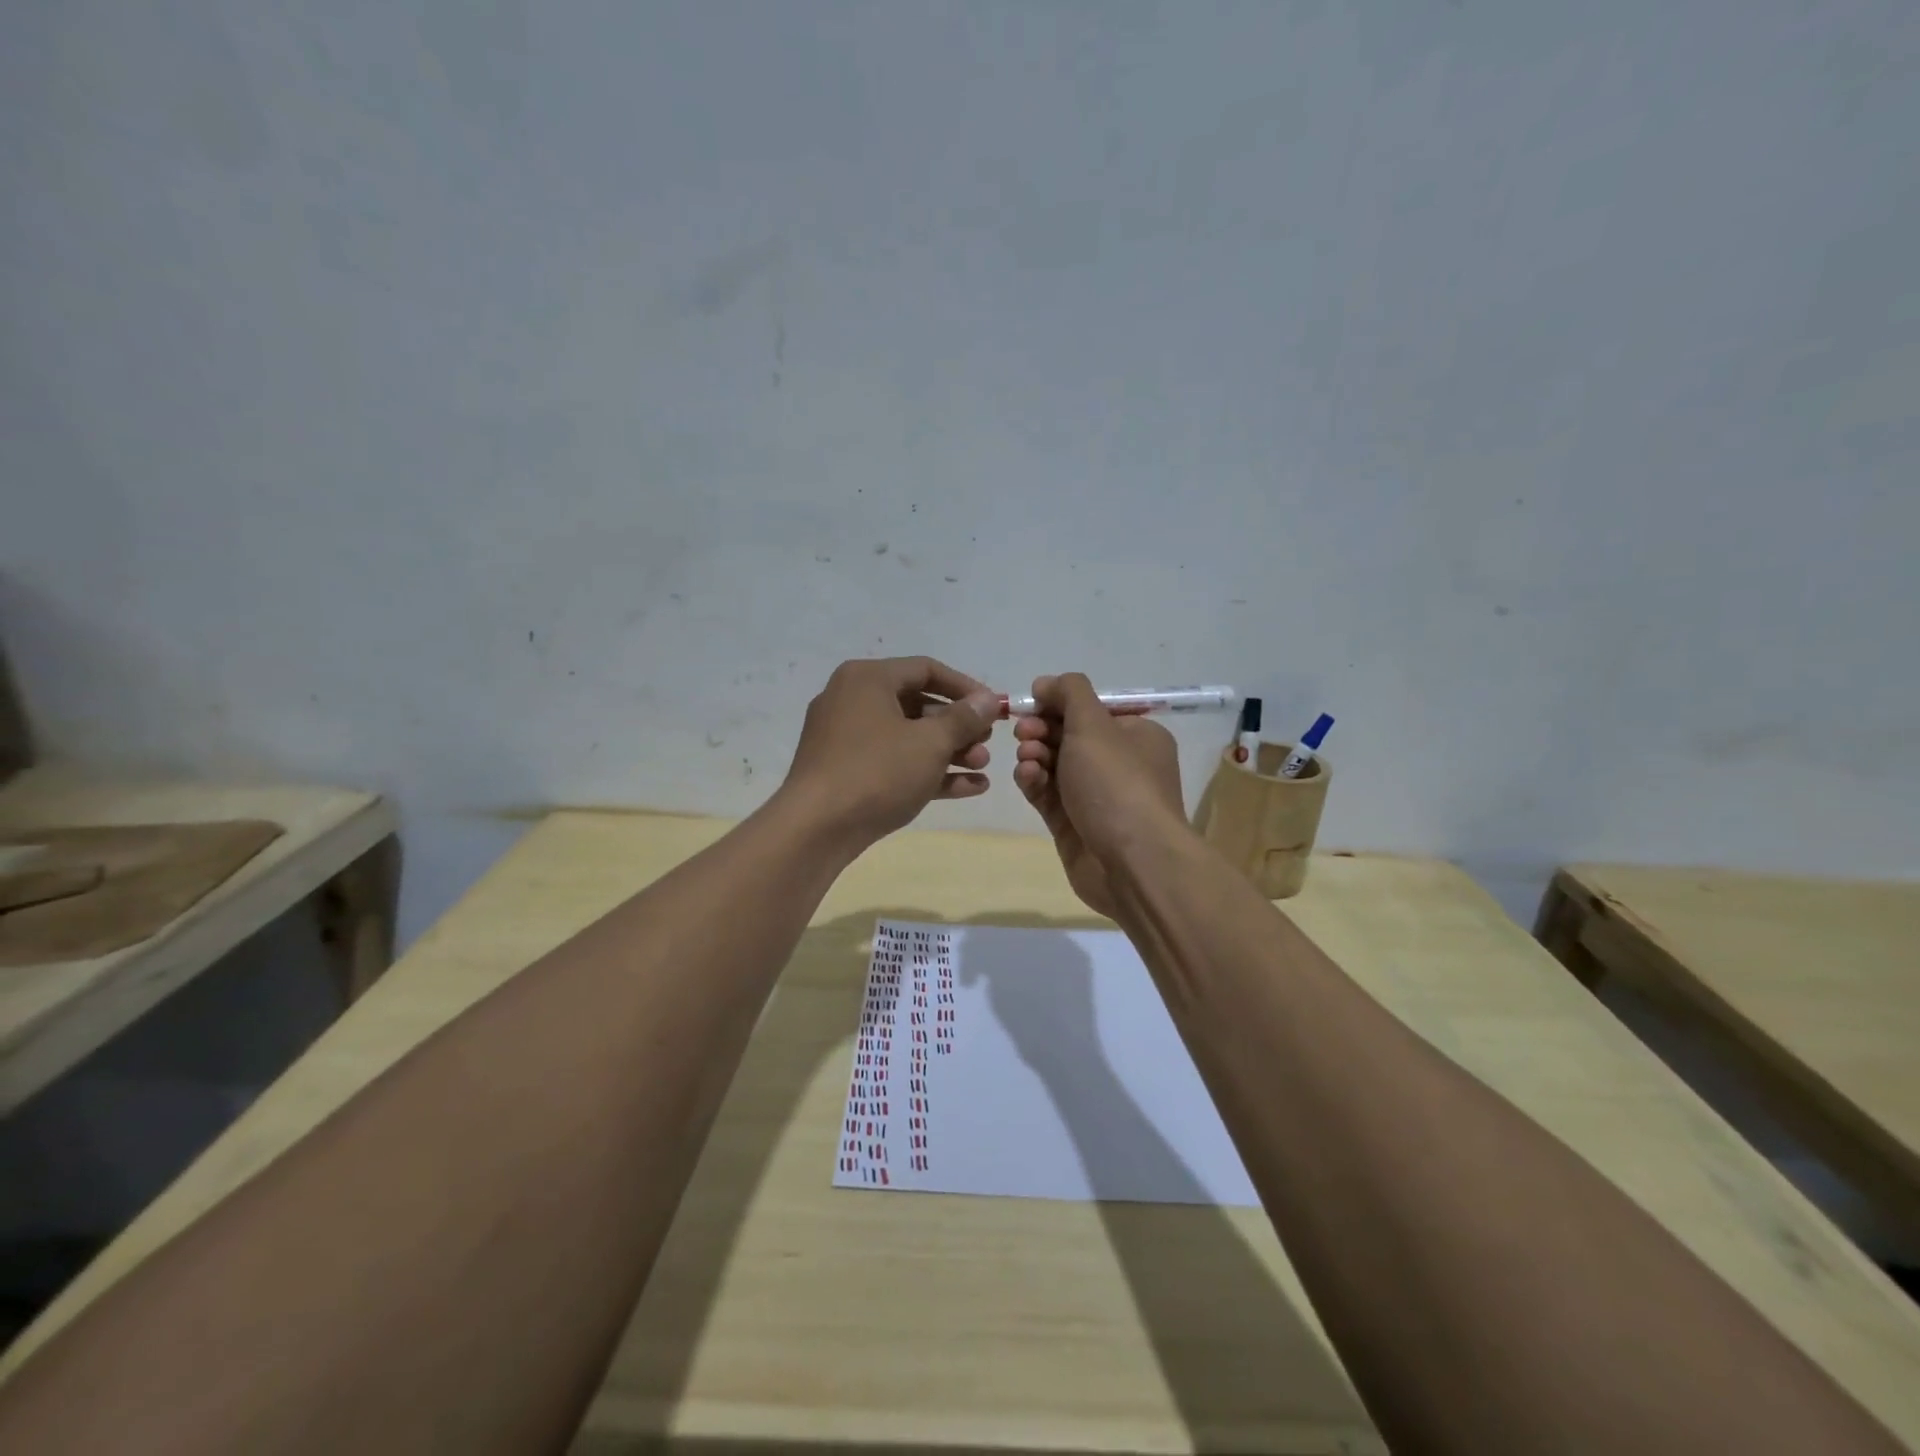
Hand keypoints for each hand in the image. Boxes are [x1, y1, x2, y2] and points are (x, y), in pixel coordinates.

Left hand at [779, 657, 1000, 848]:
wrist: (816, 829)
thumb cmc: (877, 772)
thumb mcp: (930, 743)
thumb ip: (964, 718)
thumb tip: (989, 700)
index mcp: (867, 679)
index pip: (926, 669)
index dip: (966, 688)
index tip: (995, 709)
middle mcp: (852, 700)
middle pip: (917, 704)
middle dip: (958, 726)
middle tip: (987, 744)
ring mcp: (846, 738)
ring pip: (907, 737)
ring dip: (948, 751)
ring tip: (982, 768)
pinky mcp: (846, 771)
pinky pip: (894, 762)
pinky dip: (927, 771)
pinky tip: (969, 788)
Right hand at [1011, 673, 1187, 917]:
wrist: (1131, 862)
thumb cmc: (1117, 783)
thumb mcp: (1094, 724)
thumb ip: (1069, 693)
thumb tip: (1046, 683)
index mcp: (1136, 735)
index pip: (1091, 709)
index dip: (1059, 703)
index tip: (1032, 703)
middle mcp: (1118, 764)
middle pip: (1069, 735)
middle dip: (1042, 729)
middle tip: (1024, 733)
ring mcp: (1095, 796)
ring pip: (1054, 765)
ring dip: (1035, 755)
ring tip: (1026, 758)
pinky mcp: (1073, 824)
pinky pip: (1047, 794)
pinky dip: (1034, 782)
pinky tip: (1026, 777)